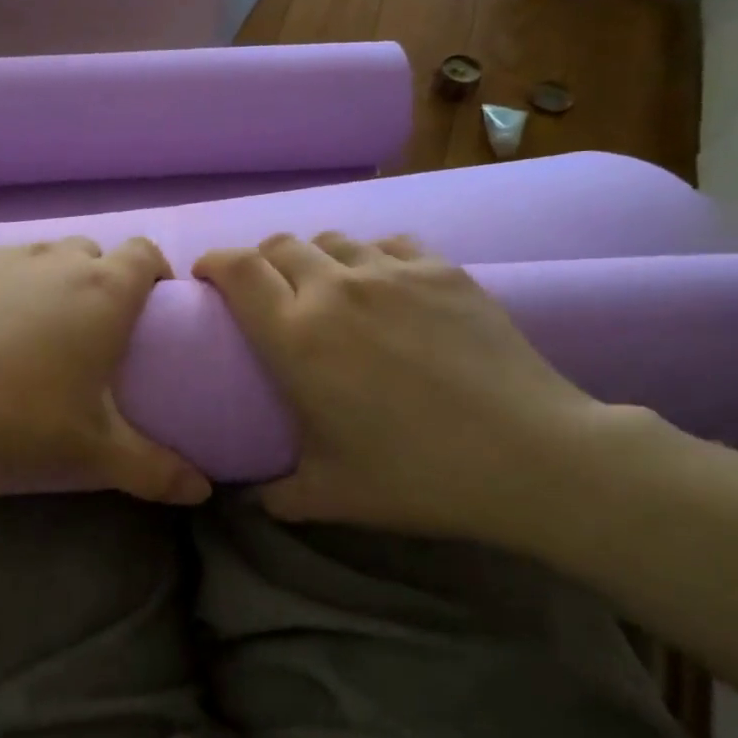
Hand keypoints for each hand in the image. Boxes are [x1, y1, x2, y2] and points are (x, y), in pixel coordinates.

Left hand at [0, 237, 210, 504]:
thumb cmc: (16, 415)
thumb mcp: (91, 449)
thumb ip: (152, 469)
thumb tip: (202, 492)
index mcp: (102, 292)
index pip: (145, 254)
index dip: (154, 272)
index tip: (152, 305)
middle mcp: (54, 261)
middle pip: (91, 254)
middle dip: (100, 281)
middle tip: (91, 331)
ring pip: (38, 257)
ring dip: (47, 283)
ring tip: (31, 333)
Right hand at [193, 232, 623, 540]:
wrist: (530, 456)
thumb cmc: (417, 476)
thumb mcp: (329, 495)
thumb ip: (274, 494)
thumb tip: (247, 497)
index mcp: (297, 337)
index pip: (237, 270)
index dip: (213, 263)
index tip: (207, 277)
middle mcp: (336, 290)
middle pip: (280, 245)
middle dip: (260, 262)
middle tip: (265, 293)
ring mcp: (393, 272)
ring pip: (333, 239)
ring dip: (315, 259)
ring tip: (325, 289)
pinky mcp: (441, 269)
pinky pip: (387, 244)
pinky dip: (368, 258)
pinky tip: (382, 287)